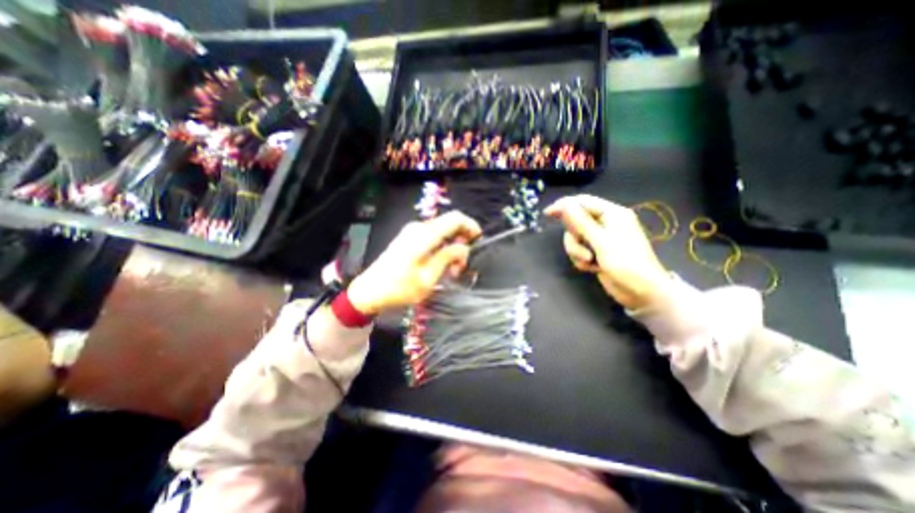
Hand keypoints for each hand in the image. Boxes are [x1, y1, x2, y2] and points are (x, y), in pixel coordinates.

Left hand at [347, 211, 480, 314]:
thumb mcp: (429, 277)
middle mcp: (419, 228)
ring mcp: (412, 232)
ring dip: (451, 248)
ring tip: (451, 271)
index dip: (471, 226)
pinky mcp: (408, 238)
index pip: (455, 218)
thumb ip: (448, 257)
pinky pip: (432, 237)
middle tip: (461, 266)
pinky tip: (440, 266)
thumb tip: (464, 247)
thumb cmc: (400, 287)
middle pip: (449, 225)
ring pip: (441, 232)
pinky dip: (441, 248)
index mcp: (425, 235)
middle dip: (461, 242)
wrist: (369, 291)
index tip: (479, 241)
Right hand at [546, 195, 670, 307]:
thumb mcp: (601, 241)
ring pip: (575, 238)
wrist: (641, 293)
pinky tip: (592, 268)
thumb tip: (565, 204)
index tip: (547, 214)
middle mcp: (605, 224)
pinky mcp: (596, 253)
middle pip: (575, 222)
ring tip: (589, 261)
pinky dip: (581, 260)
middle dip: (574, 238)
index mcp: (611, 214)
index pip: (582, 202)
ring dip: (577, 251)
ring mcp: (600, 239)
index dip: (564, 205)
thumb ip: (581, 222)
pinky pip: (578, 250)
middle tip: (582, 250)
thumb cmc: (626, 263)